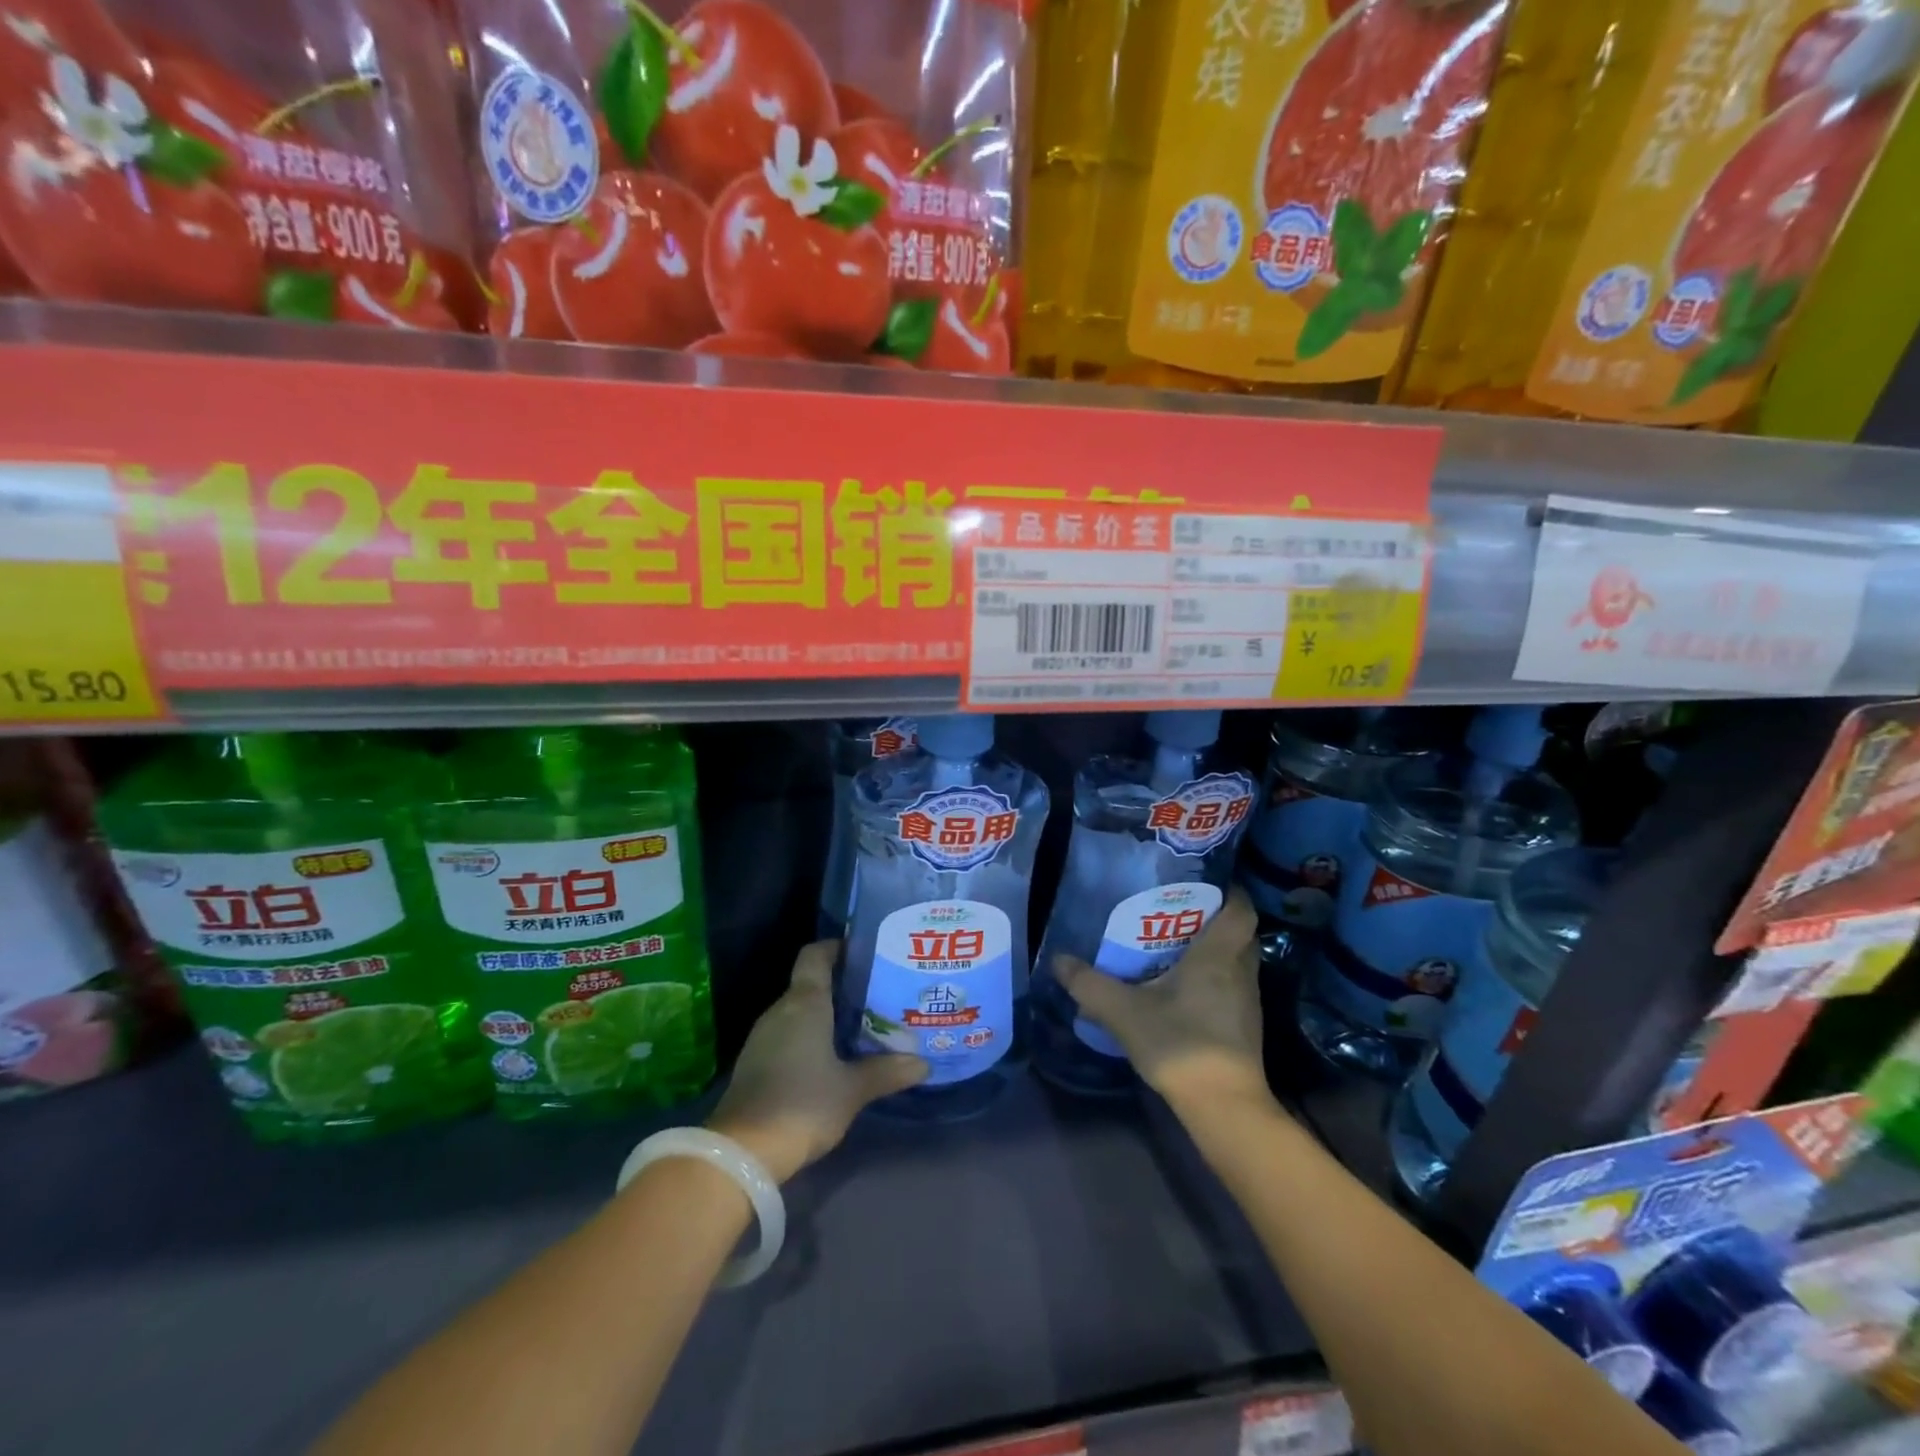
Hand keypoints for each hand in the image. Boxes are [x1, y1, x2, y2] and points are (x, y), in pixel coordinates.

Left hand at [706, 940, 927, 1181]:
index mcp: (804, 1003)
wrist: (741, 1152)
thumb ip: (886, 1071)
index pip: (816, 954)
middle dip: (842, 986)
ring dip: (827, 1014)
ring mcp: (763, 1037)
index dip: (838, 948)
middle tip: (878, 994)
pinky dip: (810, 1037)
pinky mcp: (755, 1063)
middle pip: (810, 983)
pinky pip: (788, 1035)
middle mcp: (780, 1010)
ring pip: (799, 1011)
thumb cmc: (803, 1104)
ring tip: (862, 1024)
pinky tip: (833, 1056)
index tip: (866, 952)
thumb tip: (923, 1062)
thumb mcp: (852, 1090)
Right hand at [1054, 888, 1268, 1114]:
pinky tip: (1183, 990)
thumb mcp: (1124, 1012)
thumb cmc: (1180, 1044)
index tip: (1204, 882)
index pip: (1241, 910)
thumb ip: (1090, 985)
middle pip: (1240, 935)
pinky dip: (1214, 980)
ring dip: (1215, 952)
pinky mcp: (1246, 1028)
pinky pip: (1233, 988)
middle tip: (1179, 913)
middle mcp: (1241, 972)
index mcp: (1219, 956)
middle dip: (1216, 920)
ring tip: (1175, 947)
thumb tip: (1058, 960)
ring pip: (1238, 963)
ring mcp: (1248, 1002)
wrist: (1224, 1107)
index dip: (1230, 892)